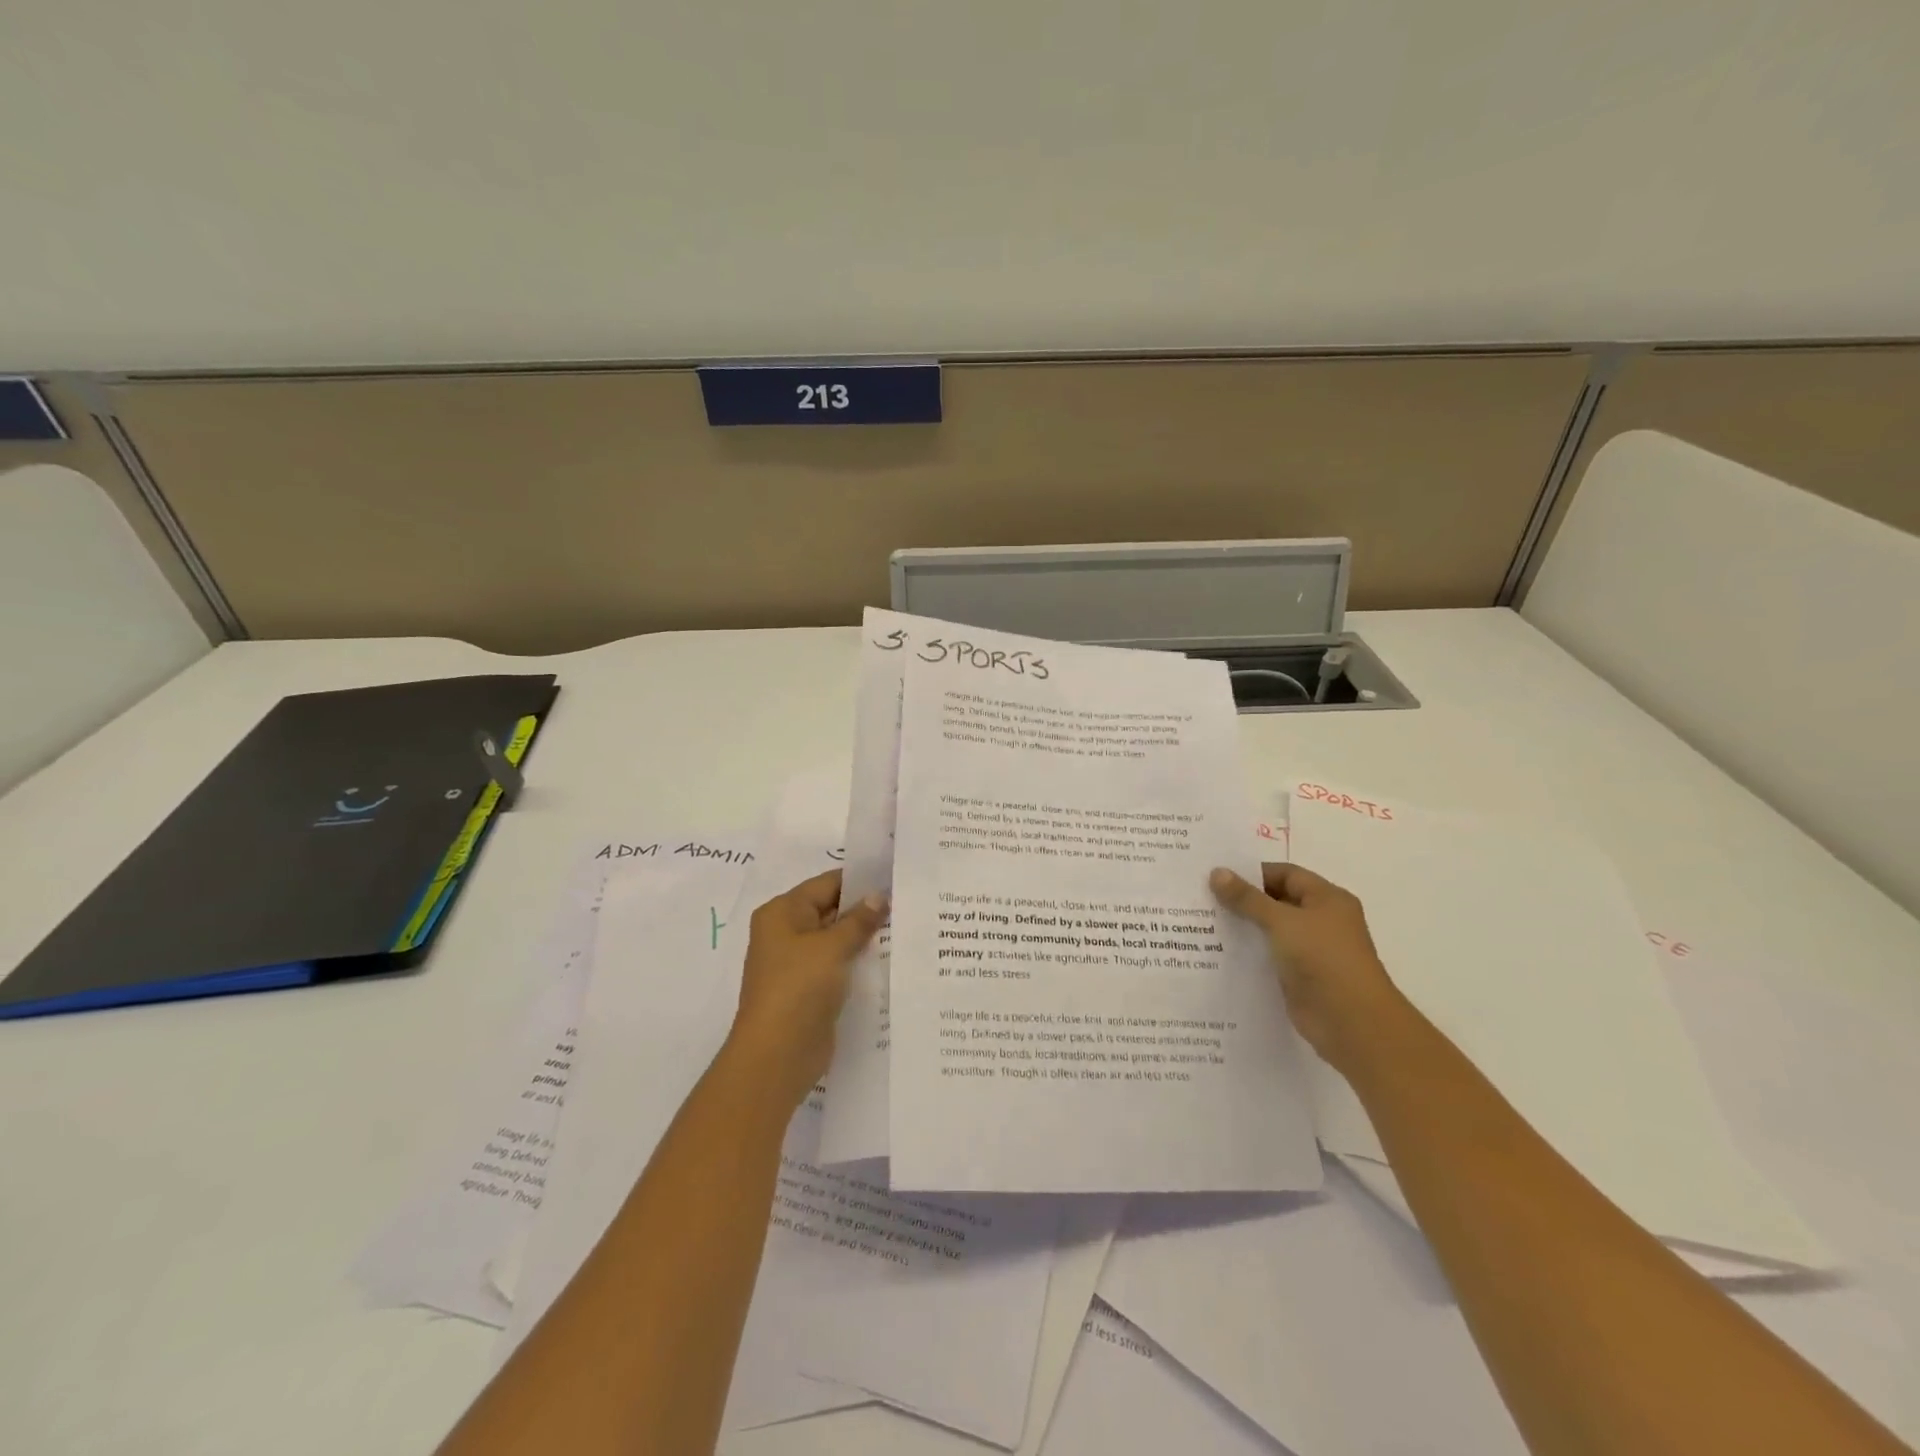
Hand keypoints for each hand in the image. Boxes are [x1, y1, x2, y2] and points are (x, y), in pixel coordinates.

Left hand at [727, 870, 886, 1105]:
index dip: (861, 880)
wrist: (777, 1055)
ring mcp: (797, 963)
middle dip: (866, 908)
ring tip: (906, 926)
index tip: (896, 877)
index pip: (827, 884)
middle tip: (908, 901)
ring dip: (864, 936)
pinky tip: (889, 958)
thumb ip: (858, 920)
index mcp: (782, 912)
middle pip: (831, 909)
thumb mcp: (832, 947)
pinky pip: (838, 964)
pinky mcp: (810, 989)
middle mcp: (786, 932)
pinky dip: (858, 960)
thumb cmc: (798, 988)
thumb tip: (879, 896)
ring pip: (836, 939)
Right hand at [1210, 862, 1404, 1071]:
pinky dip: (1248, 952)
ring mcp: (1311, 950)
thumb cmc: (1323, 958)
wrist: (1351, 1022)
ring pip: (1271, 930)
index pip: (1285, 874)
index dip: (1253, 873)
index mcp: (1327, 899)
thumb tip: (1216, 872)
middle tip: (1203, 896)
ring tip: (1203, 922)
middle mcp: (1321, 920)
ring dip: (1243, 927)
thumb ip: (1247, 898)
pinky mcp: (1299, 977)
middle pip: (1277, 901)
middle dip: (1243, 899)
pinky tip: (1218, 951)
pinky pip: (1269, 956)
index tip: (1217, 875)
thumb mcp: (1281, 921)